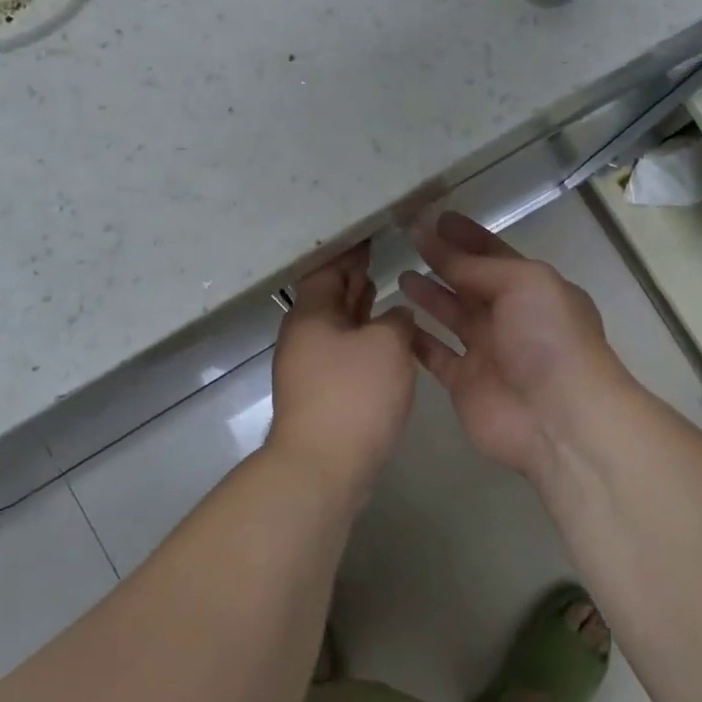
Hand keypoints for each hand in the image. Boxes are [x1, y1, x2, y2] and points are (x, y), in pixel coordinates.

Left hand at [268, 244, 418, 488]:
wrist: (323, 466)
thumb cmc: (353, 395)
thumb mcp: (387, 346)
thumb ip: (396, 320)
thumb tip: (396, 316)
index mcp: (311, 315)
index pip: (327, 268)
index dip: (349, 251)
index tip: (370, 234)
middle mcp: (304, 336)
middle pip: (329, 296)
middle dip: (353, 277)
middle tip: (378, 254)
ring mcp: (310, 367)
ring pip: (337, 325)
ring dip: (359, 307)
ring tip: (383, 287)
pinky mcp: (322, 393)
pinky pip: (344, 351)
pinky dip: (363, 337)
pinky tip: (385, 338)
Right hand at [399, 213, 629, 479]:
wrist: (559, 418)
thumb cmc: (548, 338)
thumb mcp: (524, 283)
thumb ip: (479, 267)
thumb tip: (441, 248)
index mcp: (533, 289)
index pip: (494, 254)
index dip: (467, 236)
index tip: (435, 219)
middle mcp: (511, 317)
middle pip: (470, 282)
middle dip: (442, 260)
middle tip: (407, 239)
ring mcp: (488, 351)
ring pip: (451, 315)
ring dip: (429, 295)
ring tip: (399, 274)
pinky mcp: (465, 383)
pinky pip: (436, 354)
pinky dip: (417, 339)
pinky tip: (396, 320)